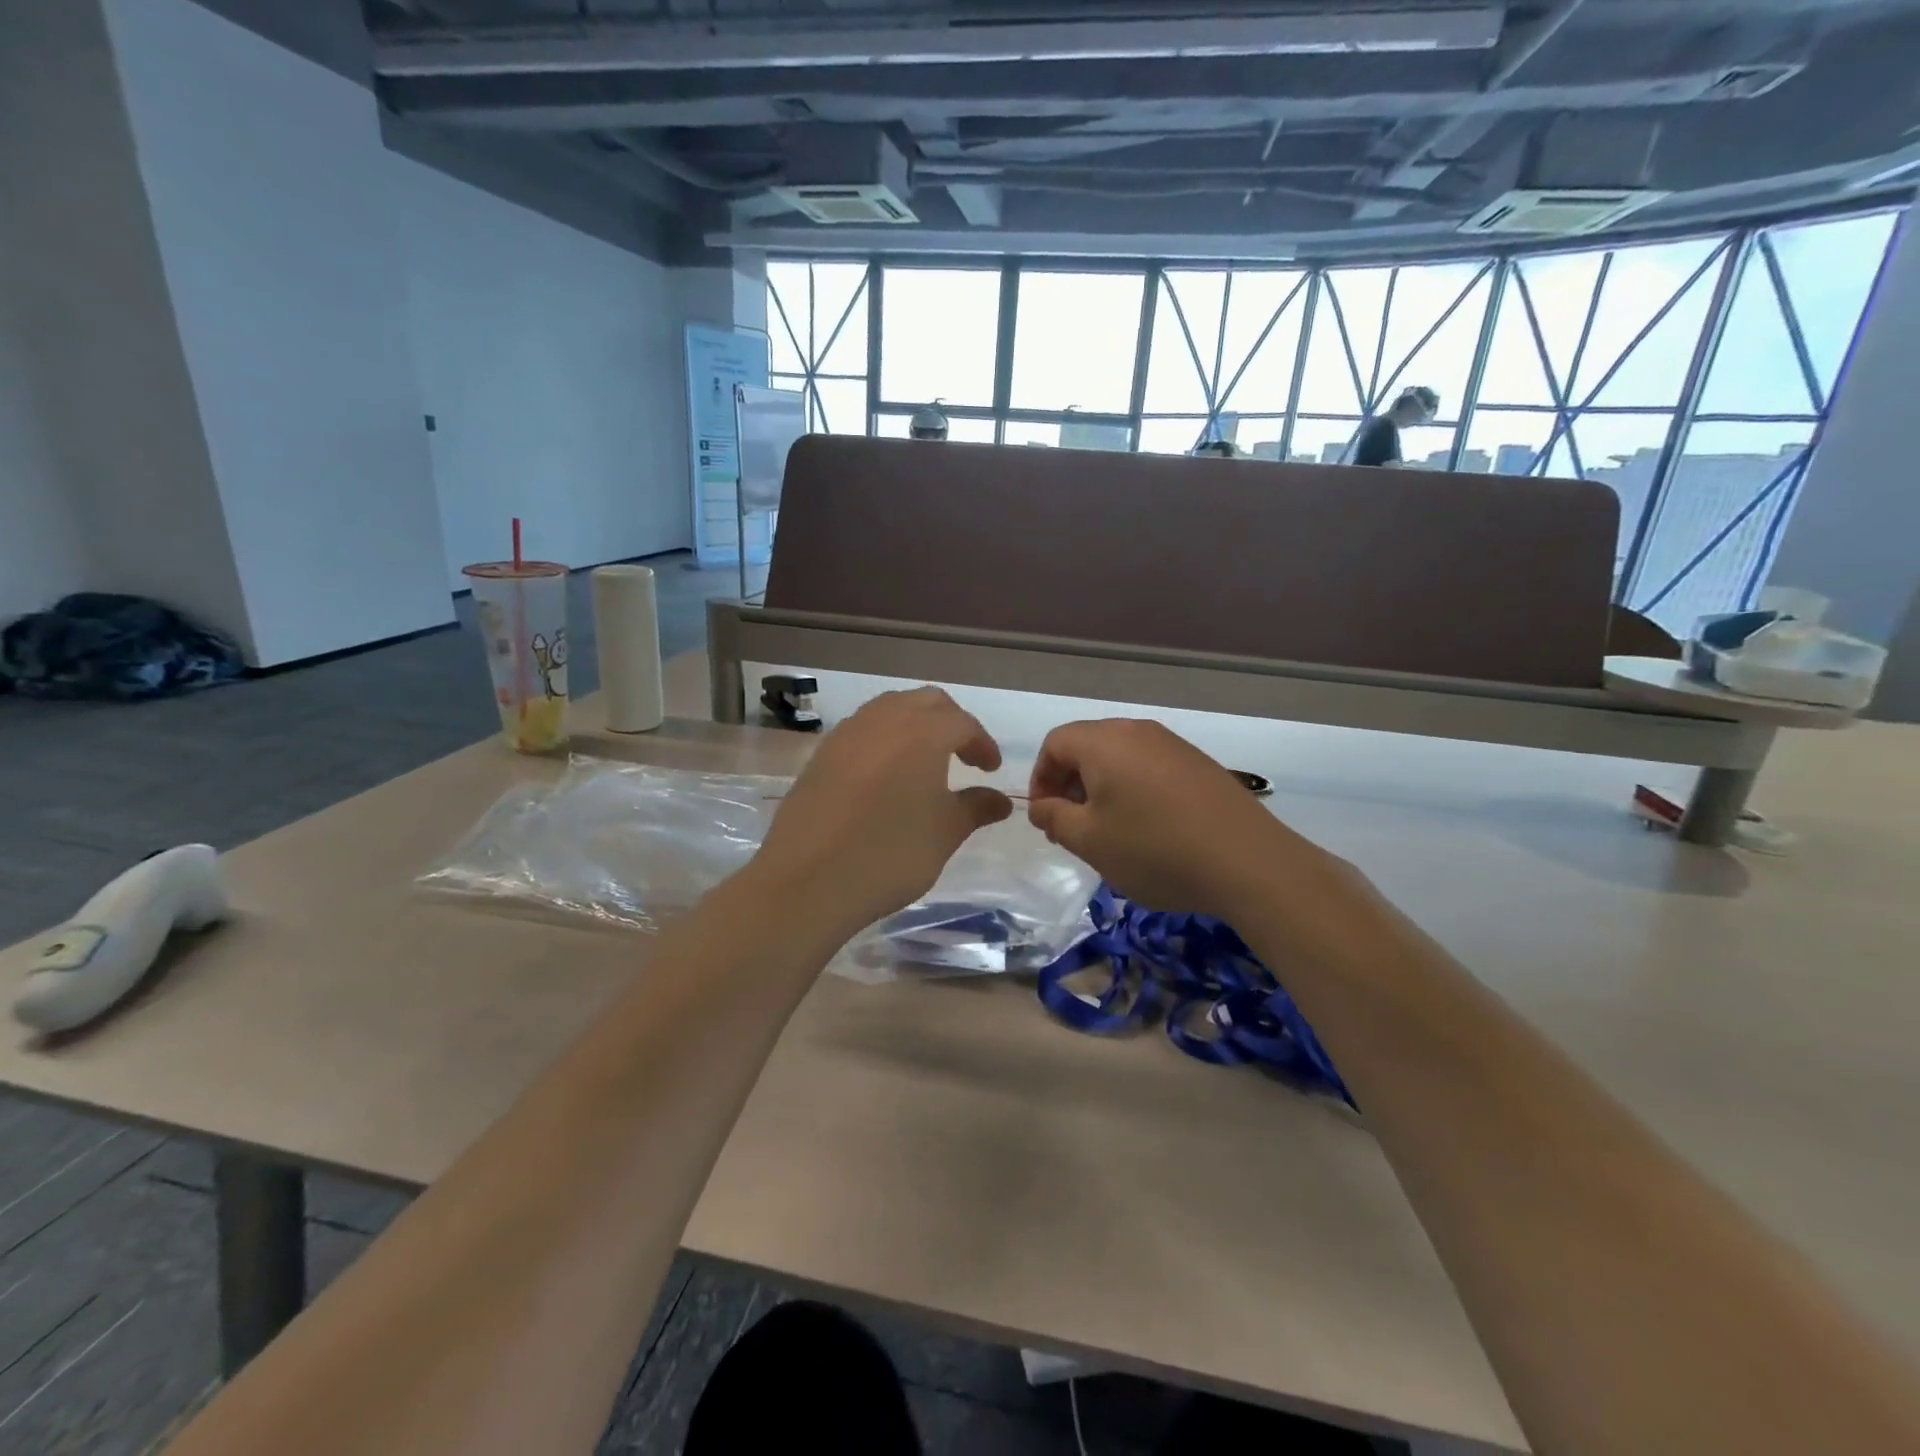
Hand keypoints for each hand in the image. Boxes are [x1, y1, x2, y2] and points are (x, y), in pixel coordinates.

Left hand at [754, 688, 1012, 933]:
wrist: (808, 878)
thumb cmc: (890, 853)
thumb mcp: (945, 833)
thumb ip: (976, 808)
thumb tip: (1000, 801)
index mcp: (923, 731)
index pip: (963, 724)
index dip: (983, 744)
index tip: (991, 770)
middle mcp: (885, 719)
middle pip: (927, 702)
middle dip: (950, 723)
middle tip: (963, 757)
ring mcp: (848, 733)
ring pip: (890, 709)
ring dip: (914, 725)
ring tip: (925, 763)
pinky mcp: (822, 753)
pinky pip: (862, 730)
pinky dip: (884, 740)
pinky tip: (886, 776)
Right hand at [1027, 719, 1334, 921]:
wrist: (1248, 862)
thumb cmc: (1154, 849)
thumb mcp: (1089, 840)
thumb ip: (1053, 818)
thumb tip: (1041, 806)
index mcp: (1104, 742)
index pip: (1055, 743)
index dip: (1041, 779)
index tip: (1046, 818)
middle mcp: (1137, 732)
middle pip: (1087, 746)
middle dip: (1070, 785)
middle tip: (1072, 829)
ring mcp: (1173, 745)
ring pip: (1120, 758)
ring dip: (1102, 790)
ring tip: (1109, 833)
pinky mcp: (1199, 764)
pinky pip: (1150, 768)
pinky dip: (1134, 791)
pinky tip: (1148, 830)